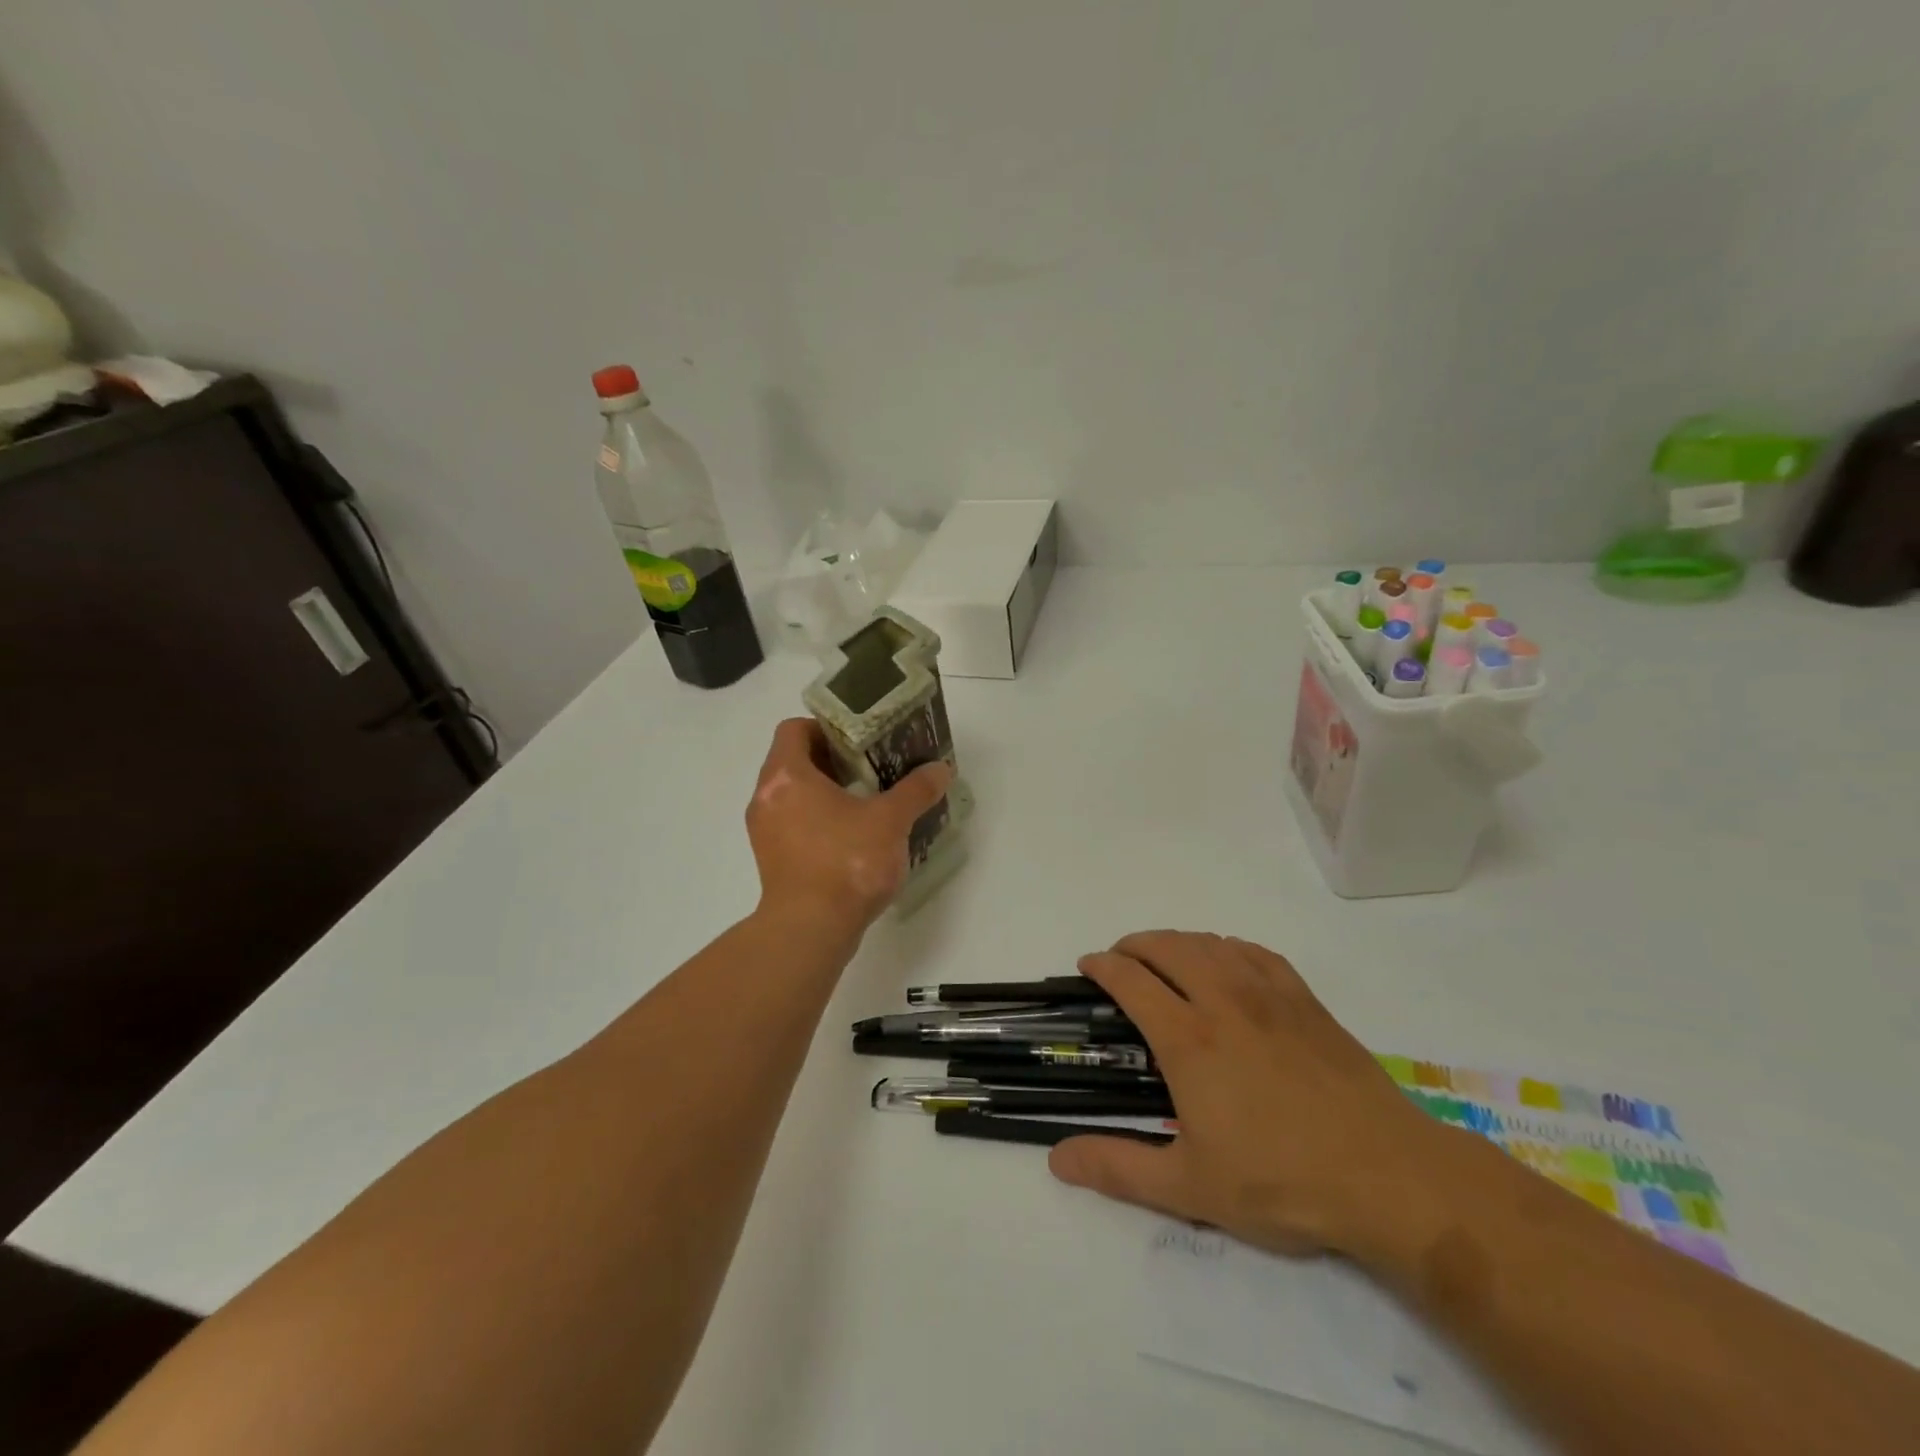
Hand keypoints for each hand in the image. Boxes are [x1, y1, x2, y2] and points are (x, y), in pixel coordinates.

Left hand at [745, 718, 952, 944]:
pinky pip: (793, 824)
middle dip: (833, 760)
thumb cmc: (846, 863)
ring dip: (826, 792)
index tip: (859, 739)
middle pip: (794, 761)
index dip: (826, 727)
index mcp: (786, 775)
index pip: (795, 729)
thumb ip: (916, 790)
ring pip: (793, 795)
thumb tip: (941, 769)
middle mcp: (766, 797)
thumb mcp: (890, 821)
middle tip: (871, 766)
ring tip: (867, 800)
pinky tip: (854, 836)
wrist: (810, 931)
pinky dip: (818, 820)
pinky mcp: (772, 860)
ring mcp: (765, 831)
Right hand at [1048, 931, 1444, 1258]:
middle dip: (1135, 944)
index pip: (1131, 980)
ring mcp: (1269, 995)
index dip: (1103, 966)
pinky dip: (1227, 946)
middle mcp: (1222, 1000)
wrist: (1387, 1176)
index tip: (1088, 966)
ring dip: (1177, 940)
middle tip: (1121, 959)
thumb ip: (1119, 1168)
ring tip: (1165, 957)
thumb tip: (1056, 1158)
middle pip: (1168, 947)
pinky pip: (1255, 952)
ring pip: (1210, 942)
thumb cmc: (1282, 1181)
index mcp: (1188, 1039)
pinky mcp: (1306, 1001)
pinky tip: (1227, 961)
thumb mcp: (1190, 1187)